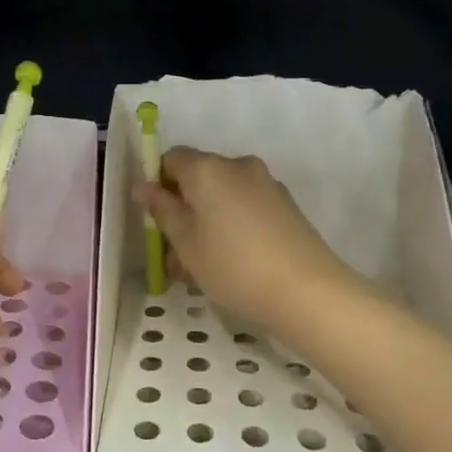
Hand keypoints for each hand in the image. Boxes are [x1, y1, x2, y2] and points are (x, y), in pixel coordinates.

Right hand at [138, 147, 367, 337]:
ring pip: (222, 197)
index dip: (158, 184)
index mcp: (208, 168)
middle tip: (174, 253)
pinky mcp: (286, 206)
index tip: (156, 220)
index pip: (171, 158)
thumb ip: (162, 209)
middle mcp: (238, 166)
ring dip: (206, 223)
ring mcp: (267, 185)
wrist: (308, 292)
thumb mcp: (185, 242)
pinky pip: (245, 208)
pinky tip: (232, 264)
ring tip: (201, 268)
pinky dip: (231, 227)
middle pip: (198, 178)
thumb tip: (142, 186)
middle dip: (182, 210)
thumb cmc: (233, 266)